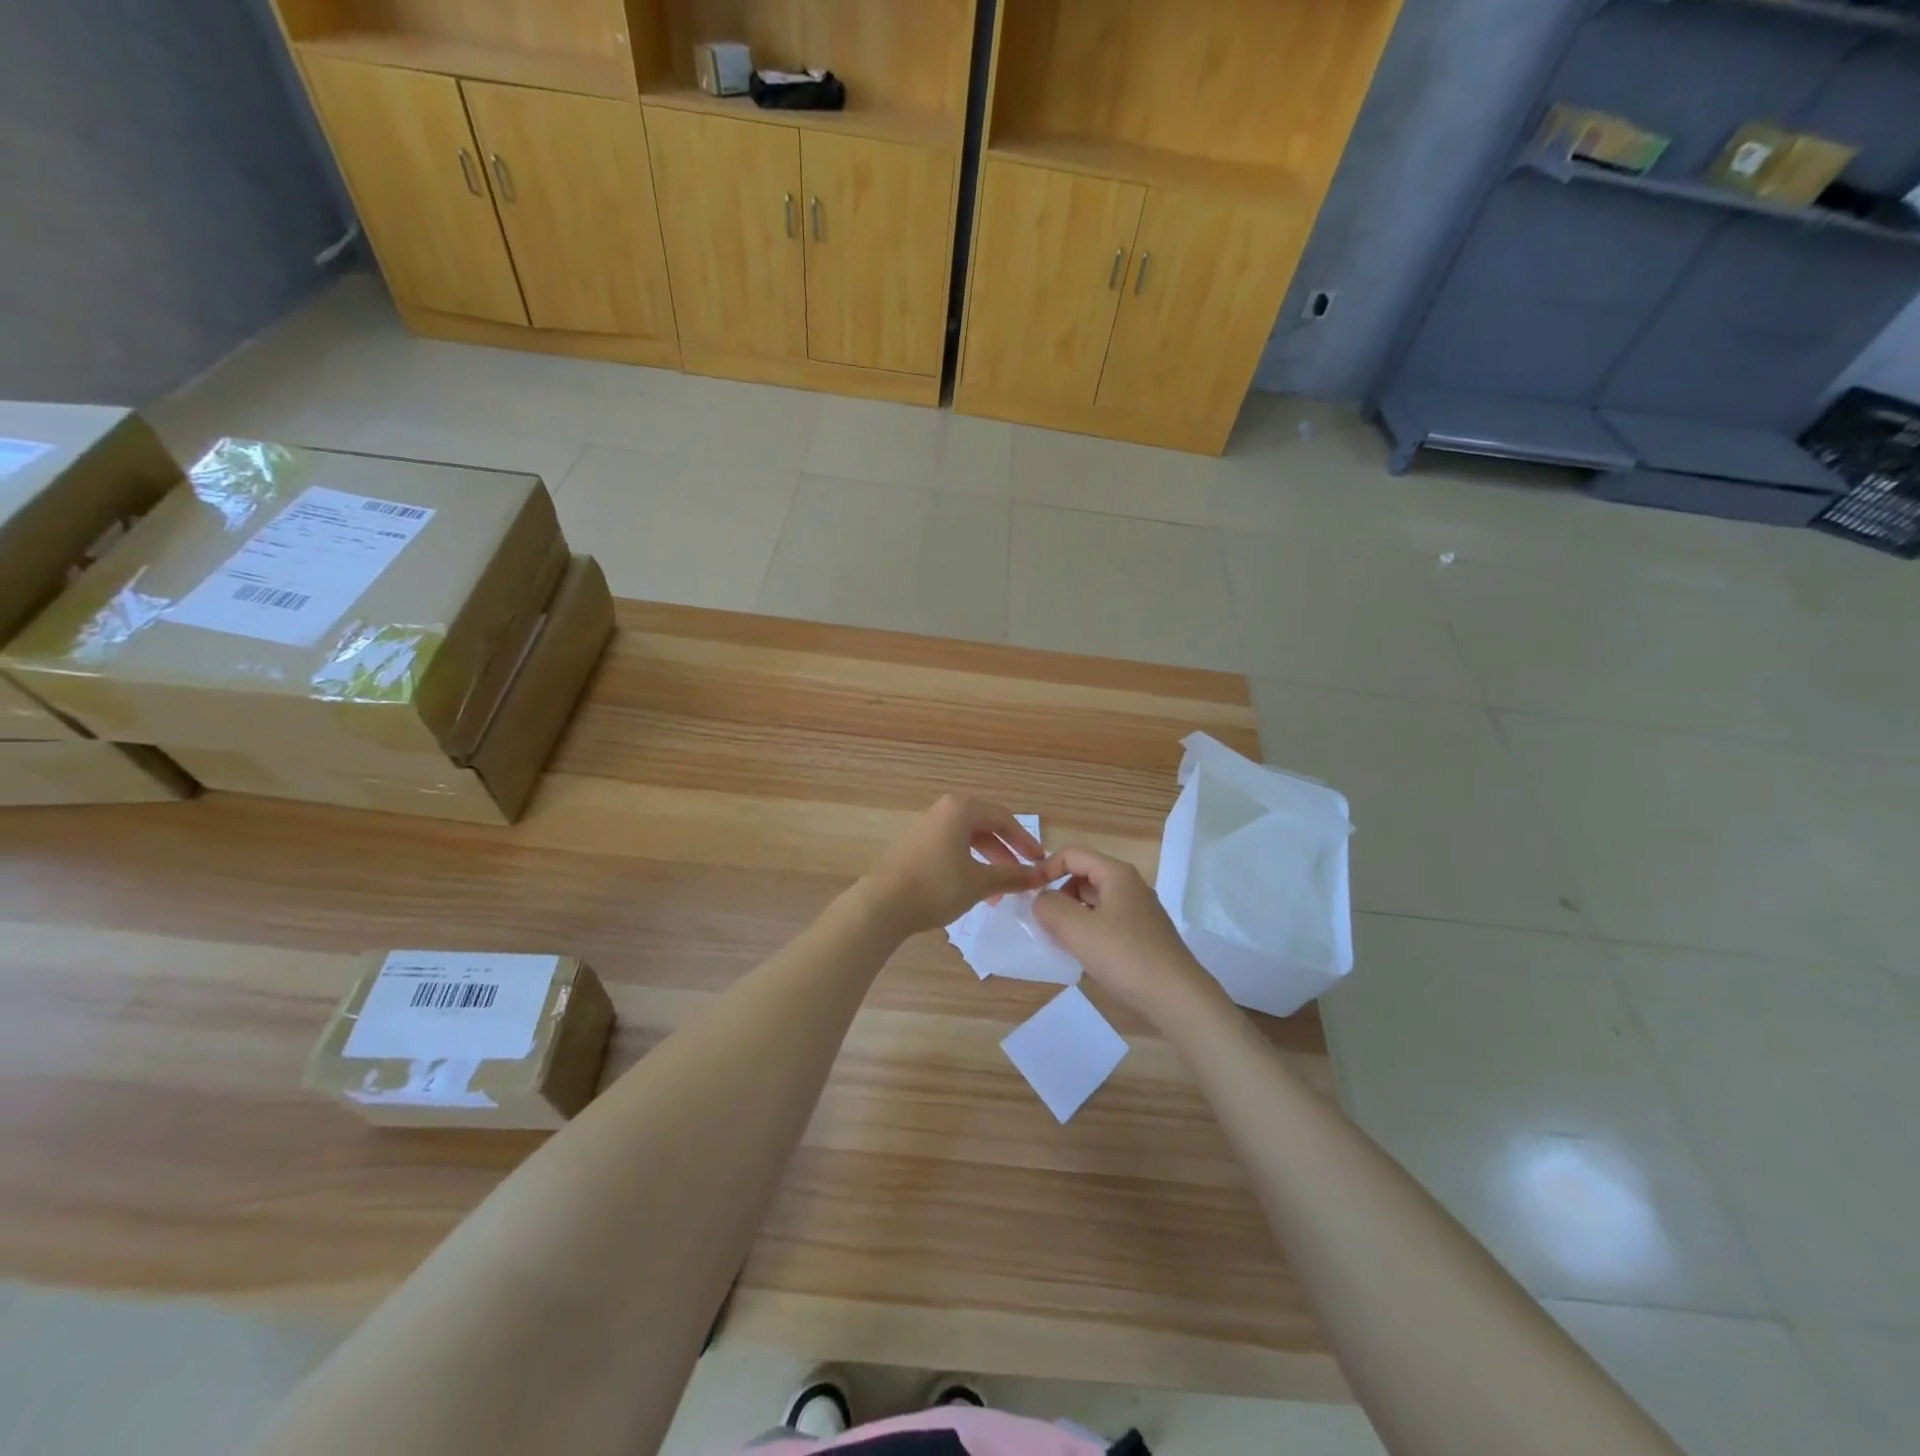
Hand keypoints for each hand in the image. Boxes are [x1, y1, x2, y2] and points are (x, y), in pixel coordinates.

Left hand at [859, 795, 1047, 935]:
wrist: (883, 904)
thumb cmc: (937, 886)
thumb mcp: (980, 882)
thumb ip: (1013, 876)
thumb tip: (1041, 875)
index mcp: (960, 809)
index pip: (1003, 818)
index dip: (1025, 840)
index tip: (1040, 861)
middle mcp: (943, 811)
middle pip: (985, 827)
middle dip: (1006, 854)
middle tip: (1022, 876)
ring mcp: (926, 829)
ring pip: (967, 841)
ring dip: (987, 864)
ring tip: (999, 893)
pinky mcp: (914, 847)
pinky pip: (951, 850)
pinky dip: (968, 866)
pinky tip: (973, 891)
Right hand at [1032, 847, 1226, 1027]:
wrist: (1176, 996)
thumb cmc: (1124, 955)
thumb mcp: (1077, 928)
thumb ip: (1050, 906)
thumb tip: (1041, 899)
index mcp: (1116, 873)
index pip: (1072, 854)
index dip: (1046, 868)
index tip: (1028, 893)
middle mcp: (1129, 885)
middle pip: (1083, 876)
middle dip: (1058, 894)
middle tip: (1042, 922)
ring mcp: (1139, 911)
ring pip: (1094, 901)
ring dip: (1072, 915)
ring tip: (1059, 940)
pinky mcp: (1143, 935)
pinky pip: (1106, 921)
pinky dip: (1089, 930)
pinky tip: (1083, 954)